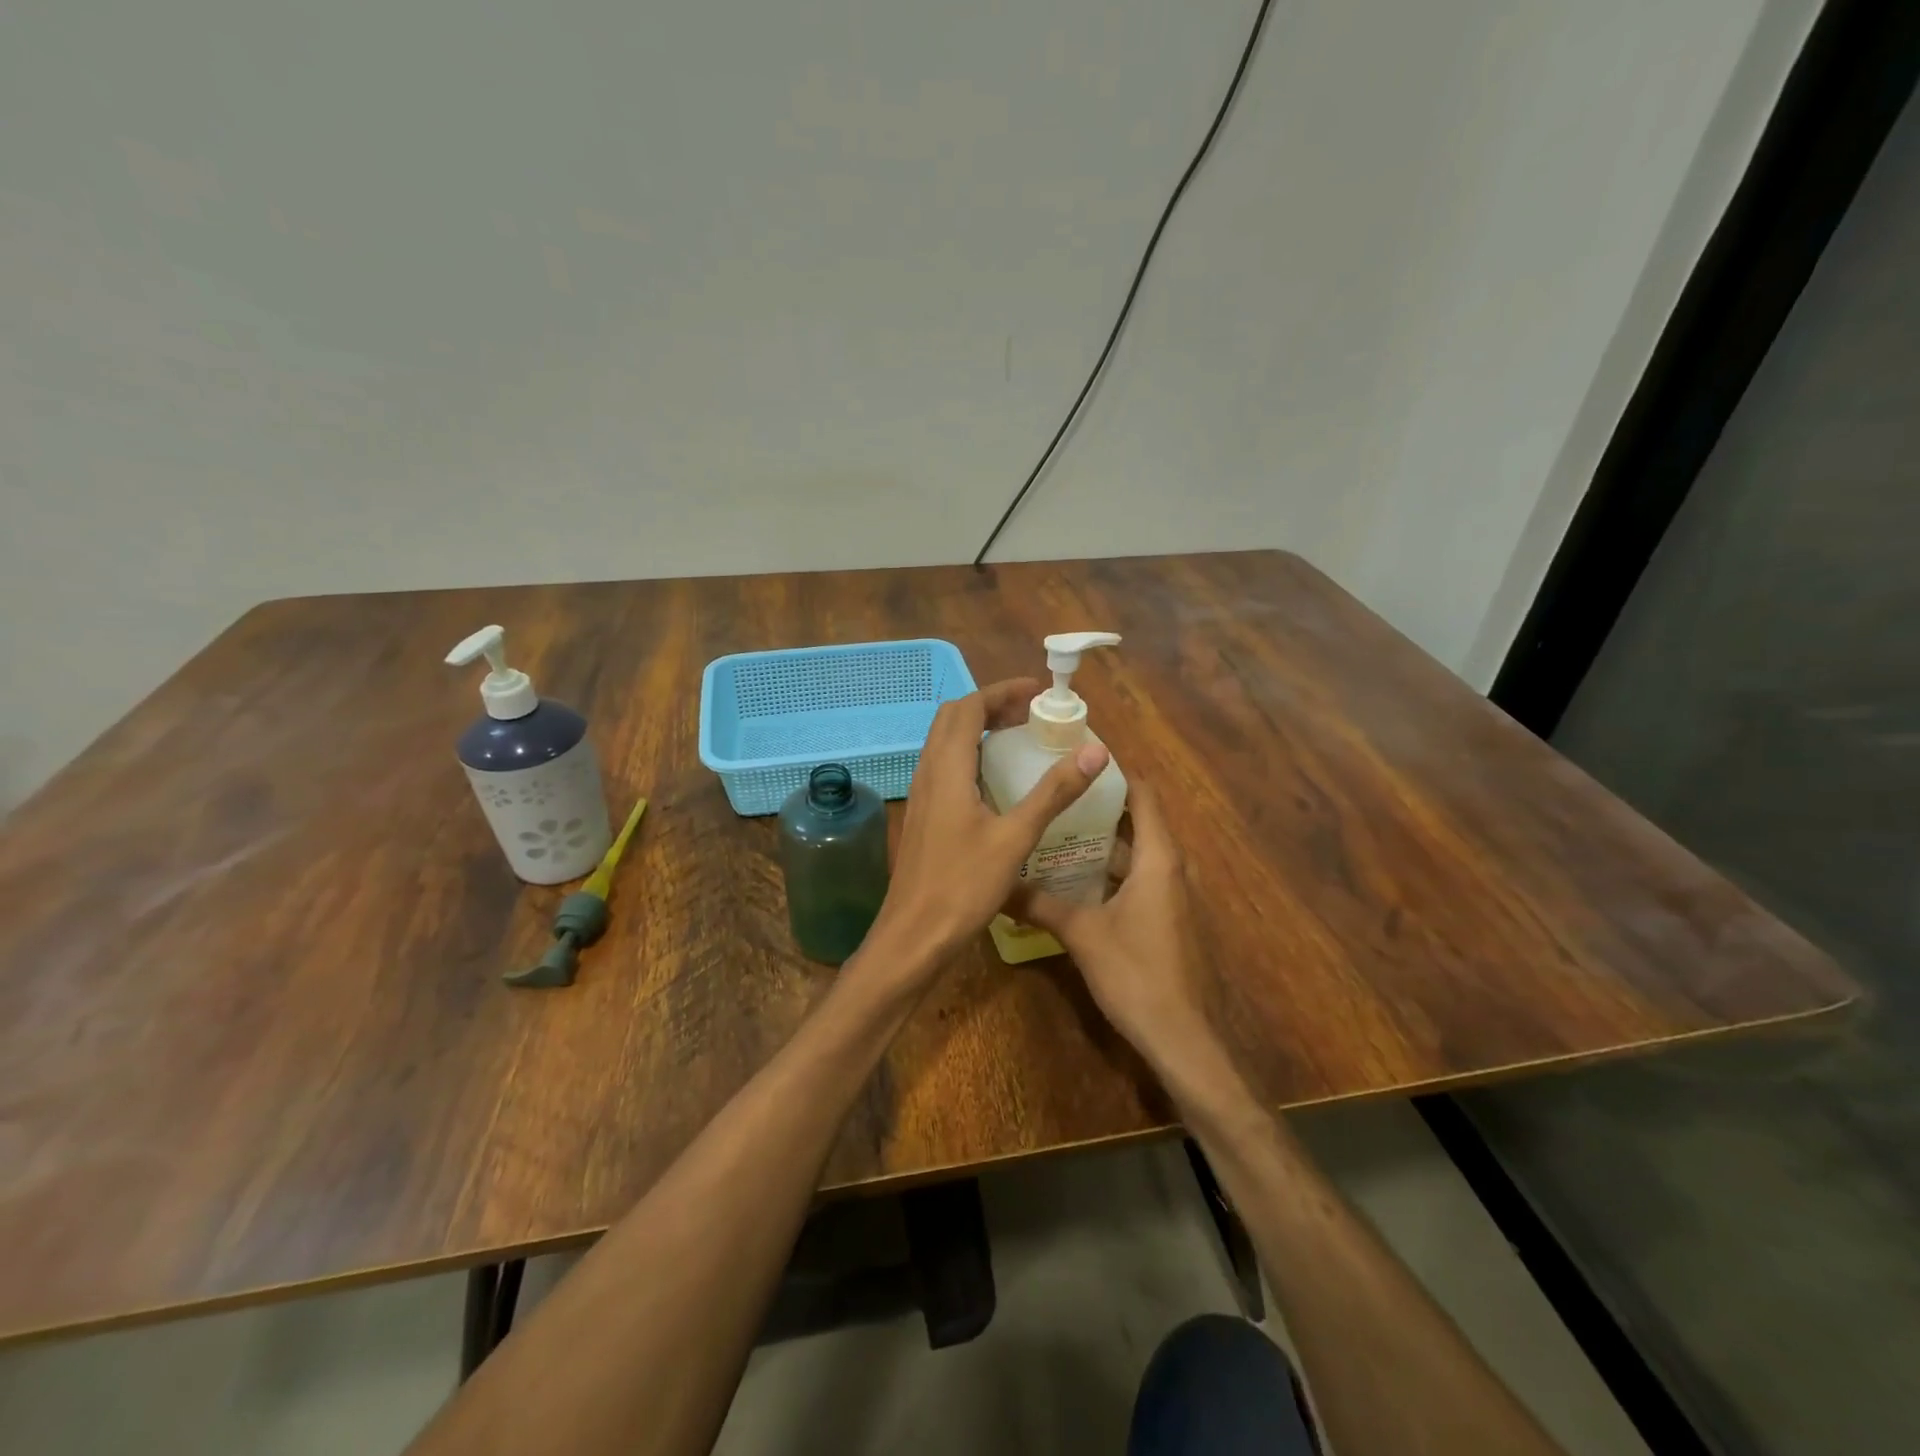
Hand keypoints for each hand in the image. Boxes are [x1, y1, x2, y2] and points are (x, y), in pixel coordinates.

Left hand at [870, 678, 1109, 968]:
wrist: (914, 935)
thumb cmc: (964, 886)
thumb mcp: (1015, 837)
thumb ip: (1054, 792)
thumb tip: (1095, 750)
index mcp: (947, 768)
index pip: (969, 707)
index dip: (1002, 692)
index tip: (1039, 694)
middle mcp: (928, 773)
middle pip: (953, 719)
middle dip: (991, 706)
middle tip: (1030, 714)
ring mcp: (921, 795)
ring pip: (945, 743)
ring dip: (978, 730)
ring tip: (1018, 739)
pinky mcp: (922, 816)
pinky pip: (944, 768)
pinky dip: (970, 756)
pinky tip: (996, 782)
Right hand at [1006, 782, 1226, 1086]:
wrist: (1182, 1037)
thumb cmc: (1136, 974)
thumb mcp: (1081, 934)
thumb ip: (1039, 904)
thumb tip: (997, 883)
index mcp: (1157, 858)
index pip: (1143, 795)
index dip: (1116, 772)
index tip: (1079, 756)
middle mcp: (1170, 867)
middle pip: (1137, 820)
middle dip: (1099, 804)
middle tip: (1056, 791)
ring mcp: (1172, 894)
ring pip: (1136, 852)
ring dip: (1101, 840)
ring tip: (1055, 828)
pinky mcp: (1168, 918)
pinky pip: (1138, 877)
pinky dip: (1110, 869)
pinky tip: (1073, 877)